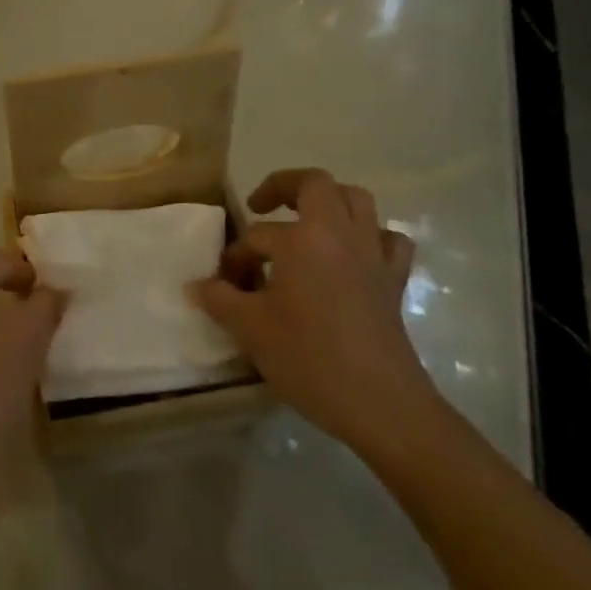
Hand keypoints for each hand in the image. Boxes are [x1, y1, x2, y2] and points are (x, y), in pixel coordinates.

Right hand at [190, 168, 435, 449]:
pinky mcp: (394, 281)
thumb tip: (196, 286)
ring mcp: (373, 255)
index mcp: (303, 239)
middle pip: (316, 184)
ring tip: (305, 223)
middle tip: (261, 209)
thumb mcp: (251, 329)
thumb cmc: (310, 359)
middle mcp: (341, 234)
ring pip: (358, 200)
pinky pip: (388, 240)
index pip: (258, 235)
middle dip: (284, 187)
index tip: (225, 284)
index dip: (236, 256)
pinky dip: (370, 237)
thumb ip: (219, 299)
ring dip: (329, 202)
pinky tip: (353, 255)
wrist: (381, 405)